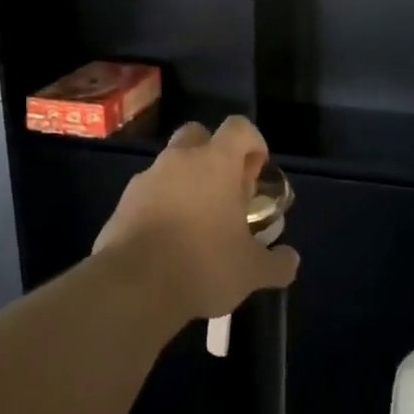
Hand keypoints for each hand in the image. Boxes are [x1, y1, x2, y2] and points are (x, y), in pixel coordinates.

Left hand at [93, 117, 300, 322]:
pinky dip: (161, 205)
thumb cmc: (203, 265)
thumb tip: (290, 260)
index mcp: (216, 163)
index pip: (239, 127)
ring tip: (197, 222)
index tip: (257, 170)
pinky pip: (148, 192)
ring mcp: (146, 178)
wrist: (134, 285)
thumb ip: (277, 263)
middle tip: (225, 189)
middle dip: (213, 154)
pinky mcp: (122, 202)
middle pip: (198, 134)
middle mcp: (179, 160)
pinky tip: (169, 240)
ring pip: (170, 165)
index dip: (253, 142)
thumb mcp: (253, 271)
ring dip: (186, 182)